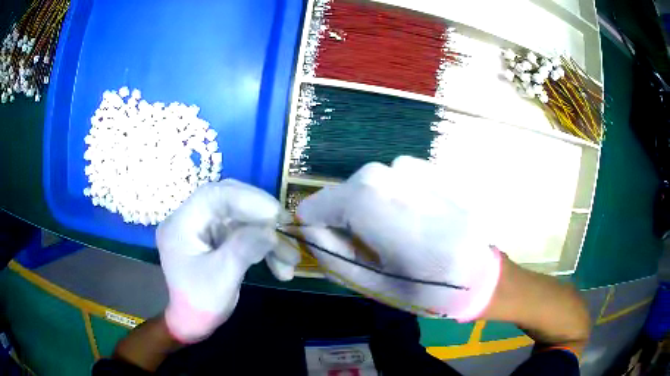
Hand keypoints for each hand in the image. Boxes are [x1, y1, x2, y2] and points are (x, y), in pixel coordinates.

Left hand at [157, 179, 299, 342]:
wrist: (192, 323)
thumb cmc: (199, 304)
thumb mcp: (221, 279)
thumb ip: (244, 249)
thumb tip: (272, 230)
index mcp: (182, 224)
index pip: (214, 196)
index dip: (247, 199)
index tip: (276, 214)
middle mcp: (191, 219)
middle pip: (229, 201)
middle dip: (260, 214)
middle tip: (286, 227)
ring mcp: (205, 229)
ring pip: (240, 219)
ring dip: (267, 236)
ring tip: (291, 259)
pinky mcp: (216, 239)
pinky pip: (242, 233)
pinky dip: (263, 246)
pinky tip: (280, 264)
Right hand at [297, 156, 501, 321]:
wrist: (484, 272)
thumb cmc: (430, 289)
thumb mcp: (371, 284)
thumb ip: (330, 253)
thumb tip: (309, 228)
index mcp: (372, 202)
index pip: (316, 205)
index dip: (317, 228)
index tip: (333, 248)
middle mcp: (389, 171)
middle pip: (342, 194)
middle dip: (344, 220)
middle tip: (370, 250)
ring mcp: (411, 165)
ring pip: (365, 187)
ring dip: (369, 211)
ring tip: (396, 238)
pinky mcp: (426, 167)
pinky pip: (389, 183)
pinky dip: (390, 202)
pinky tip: (413, 222)